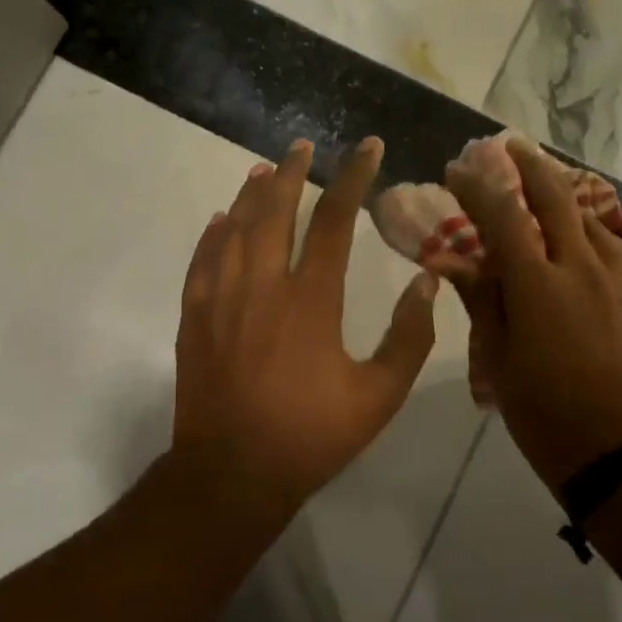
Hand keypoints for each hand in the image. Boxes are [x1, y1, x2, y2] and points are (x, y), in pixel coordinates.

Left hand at [173, 135, 439, 513]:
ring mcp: (221, 299)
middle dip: (291, 172)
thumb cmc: (311, 435)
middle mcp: (263, 286)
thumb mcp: (379, 395)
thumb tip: (427, 283)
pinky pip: (202, 260)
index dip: (353, 177)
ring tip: (263, 168)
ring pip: (234, 228)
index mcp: (311, 299)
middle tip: (302, 146)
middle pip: (275, 210)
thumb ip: (409, 337)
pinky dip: (213, 233)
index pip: (335, 220)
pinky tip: (219, 218)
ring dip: (251, 193)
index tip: (367, 148)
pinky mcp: (194, 317)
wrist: (231, 475)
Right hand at [447, 137, 621, 492]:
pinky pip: (608, 240)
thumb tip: (452, 260)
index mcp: (538, 286)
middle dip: (527, 164)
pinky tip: (576, 223)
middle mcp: (577, 268)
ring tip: (538, 173)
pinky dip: (587, 219)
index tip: (456, 169)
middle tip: (504, 146)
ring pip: (587, 212)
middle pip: (554, 197)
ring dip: (560, 185)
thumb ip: (481, 299)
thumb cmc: (544, 413)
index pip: (503, 217)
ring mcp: (609, 278)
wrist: (617, 451)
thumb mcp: (499, 359)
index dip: (477, 187)